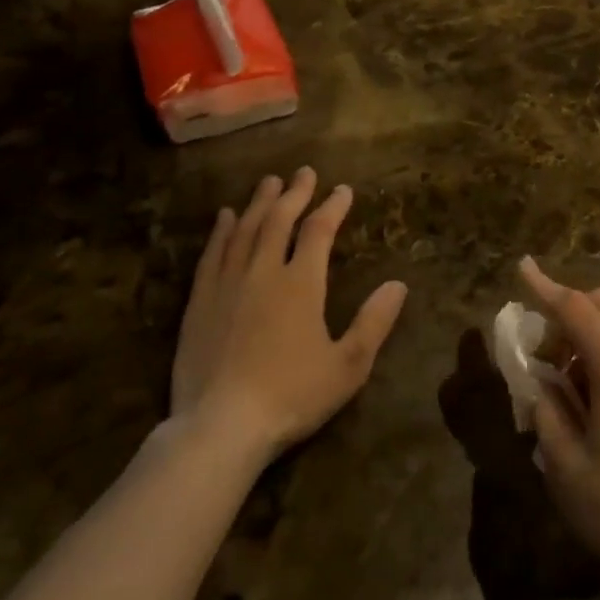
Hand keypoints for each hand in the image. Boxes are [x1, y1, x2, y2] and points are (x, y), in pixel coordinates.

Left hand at [172, 168, 407, 461]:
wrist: (220, 427)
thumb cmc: (291, 396)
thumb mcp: (347, 366)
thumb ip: (374, 322)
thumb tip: (398, 284)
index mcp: (301, 284)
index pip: (319, 231)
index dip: (332, 207)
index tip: (343, 190)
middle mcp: (263, 271)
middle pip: (279, 220)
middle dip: (295, 193)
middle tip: (304, 172)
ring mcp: (227, 284)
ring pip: (245, 230)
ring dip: (259, 202)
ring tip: (269, 182)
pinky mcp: (200, 302)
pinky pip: (212, 254)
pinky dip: (221, 231)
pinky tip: (224, 217)